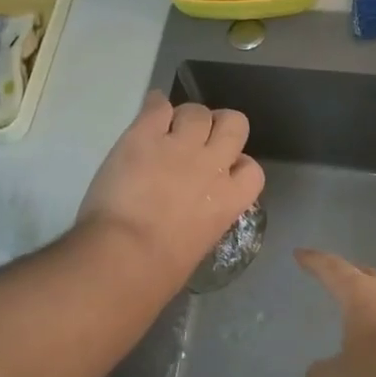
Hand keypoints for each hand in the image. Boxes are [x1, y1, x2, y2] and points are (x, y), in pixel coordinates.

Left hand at [75, 91, 263, 277]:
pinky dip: (155, 106)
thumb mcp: (200, 243)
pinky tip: (150, 114)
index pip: (252, 168)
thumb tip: (194, 208)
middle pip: (235, 123)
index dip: (237, 165)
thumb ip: (206, 215)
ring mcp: (179, 145)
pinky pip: (158, 105)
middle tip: (200, 138)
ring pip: (197, 111)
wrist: (123, 255)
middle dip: (220, 126)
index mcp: (229, 199)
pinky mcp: (145, 134)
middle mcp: (211, 164)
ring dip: (186, 118)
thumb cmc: (160, 271)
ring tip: (169, 129)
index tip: (222, 172)